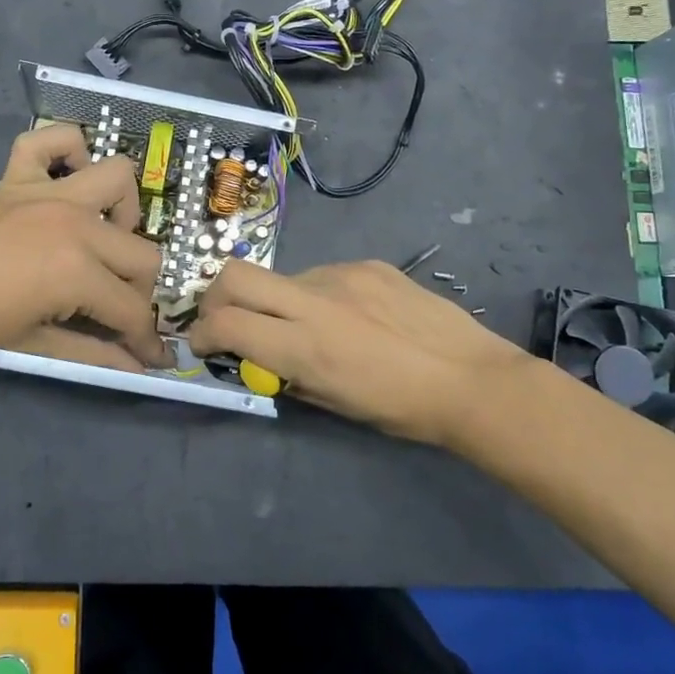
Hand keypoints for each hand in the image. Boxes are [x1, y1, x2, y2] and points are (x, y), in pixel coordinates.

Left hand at [0, 125, 166, 370]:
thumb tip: (137, 367)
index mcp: (78, 271)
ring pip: (119, 180)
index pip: (133, 308)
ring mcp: (49, 192)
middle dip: (139, 291)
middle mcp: (77, 223)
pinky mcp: (19, 174)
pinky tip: (63, 182)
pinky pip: (53, 141)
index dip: (146, 339)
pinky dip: (67, 152)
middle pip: (142, 253)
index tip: (149, 356)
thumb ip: (92, 354)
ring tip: (100, 240)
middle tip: (113, 310)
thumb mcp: (31, 343)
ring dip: (123, 212)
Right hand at [188, 259, 537, 443]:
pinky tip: (351, 316)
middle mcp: (314, 302)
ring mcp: (342, 275)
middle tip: (226, 319)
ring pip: (282, 277)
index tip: (203, 345)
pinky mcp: (368, 264)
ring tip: (309, 325)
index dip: (202, 334)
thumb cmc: (401, 409)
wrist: (472, 380)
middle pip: (235, 276)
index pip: (227, 324)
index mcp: (305, 347)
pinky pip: (324, 274)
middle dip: (216, 297)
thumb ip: (288, 375)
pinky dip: (318, 295)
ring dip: (276, 300)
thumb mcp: (334, 404)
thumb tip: (260, 358)